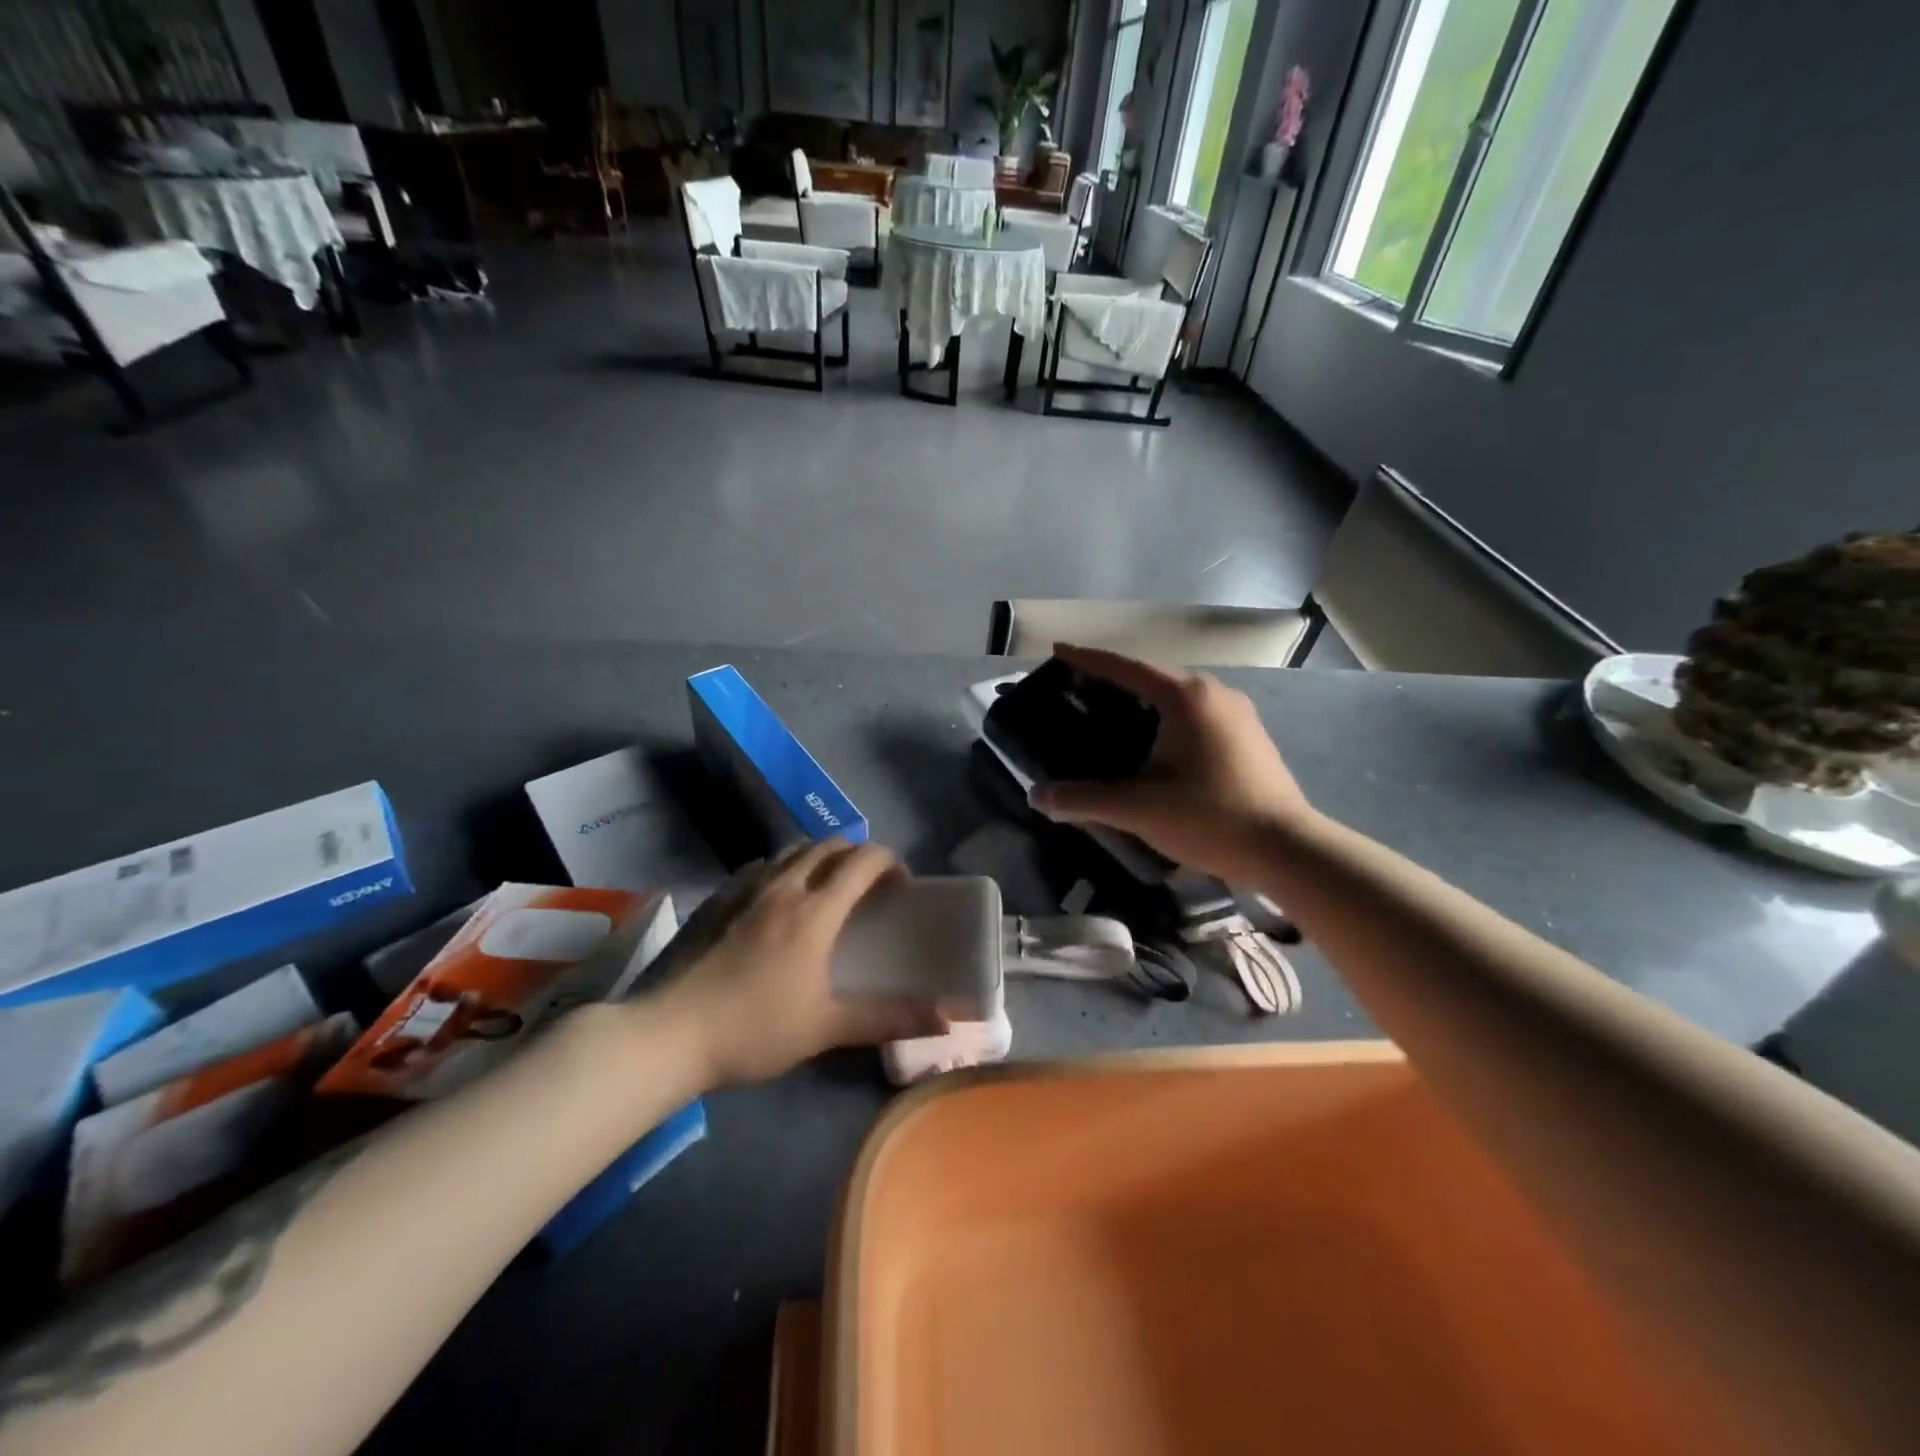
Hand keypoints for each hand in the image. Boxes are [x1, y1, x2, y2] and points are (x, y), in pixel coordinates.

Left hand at [648, 840, 946, 1087]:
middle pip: (830, 846)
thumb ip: (887, 1018)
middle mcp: (783, 886)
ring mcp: (745, 889)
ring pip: (793, 851)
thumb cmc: (754, 1029)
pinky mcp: (717, 899)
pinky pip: (761, 867)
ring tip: (825, 890)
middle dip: (857, 857)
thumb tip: (945, 1018)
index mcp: (815, 910)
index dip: (890, 863)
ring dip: (819, 858)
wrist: (667, 1034)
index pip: (864, 860)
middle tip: (867, 889)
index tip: (901, 887)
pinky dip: (784, 870)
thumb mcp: (826, 1027)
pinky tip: (777, 903)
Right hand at [1029, 643, 1321, 882]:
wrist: (1286, 848)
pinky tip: (1154, 745)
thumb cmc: (1210, 816)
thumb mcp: (1139, 808)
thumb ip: (1084, 800)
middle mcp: (1214, 693)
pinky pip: (1196, 715)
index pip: (1126, 667)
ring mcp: (1237, 713)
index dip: (1088, 659)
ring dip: (1142, 702)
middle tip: (1078, 692)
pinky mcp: (1249, 736)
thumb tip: (1038, 797)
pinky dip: (1167, 719)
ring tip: (1110, 717)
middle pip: (1152, 677)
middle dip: (1114, 681)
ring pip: (1177, 697)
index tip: (1059, 651)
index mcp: (1185, 696)